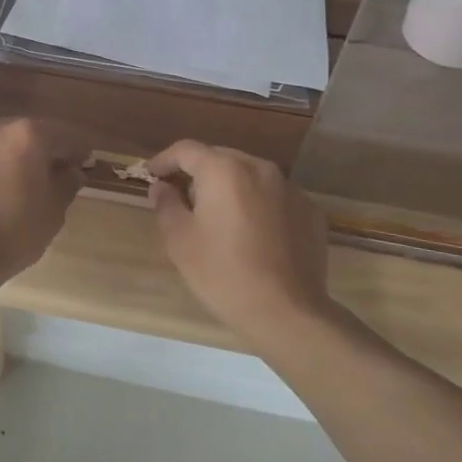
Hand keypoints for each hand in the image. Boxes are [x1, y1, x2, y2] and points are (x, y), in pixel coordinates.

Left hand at [0, 118, 89, 279]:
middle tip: (47, 176)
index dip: (78, 150)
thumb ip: (66, 184)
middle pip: (25, 134)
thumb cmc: (13, 233)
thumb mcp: (53, 213)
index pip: (65, 135)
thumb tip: (71, 171)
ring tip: (7, 187)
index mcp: (28, 135)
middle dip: (38, 152)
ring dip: (5, 159)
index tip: (84, 163)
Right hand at [146, 140, 343, 345]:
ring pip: (250, 176)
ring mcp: (290, 188)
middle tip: (182, 197)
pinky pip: (274, 197)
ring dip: (230, 187)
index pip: (186, 150)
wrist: (287, 311)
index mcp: (223, 170)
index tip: (152, 175)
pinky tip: (252, 233)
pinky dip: (258, 204)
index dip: (164, 160)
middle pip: (220, 158)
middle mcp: (259, 168)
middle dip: (198, 173)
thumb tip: (162, 187)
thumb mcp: (179, 240)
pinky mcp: (309, 211)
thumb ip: (166, 204)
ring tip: (218, 216)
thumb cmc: (223, 273)